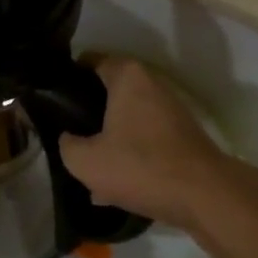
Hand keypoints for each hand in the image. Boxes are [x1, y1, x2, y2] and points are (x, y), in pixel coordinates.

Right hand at [59, 59, 231, 231]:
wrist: (205, 196)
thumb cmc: (141, 166)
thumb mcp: (86, 161)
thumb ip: (66, 145)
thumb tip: (68, 138)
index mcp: (127, 75)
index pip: (89, 61)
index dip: (67, 78)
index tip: (53, 100)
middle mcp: (151, 82)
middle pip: (109, 91)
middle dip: (88, 112)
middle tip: (68, 134)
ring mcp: (170, 108)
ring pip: (127, 118)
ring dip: (109, 137)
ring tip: (88, 164)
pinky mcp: (181, 134)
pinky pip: (145, 138)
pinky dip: (130, 153)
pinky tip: (115, 185)